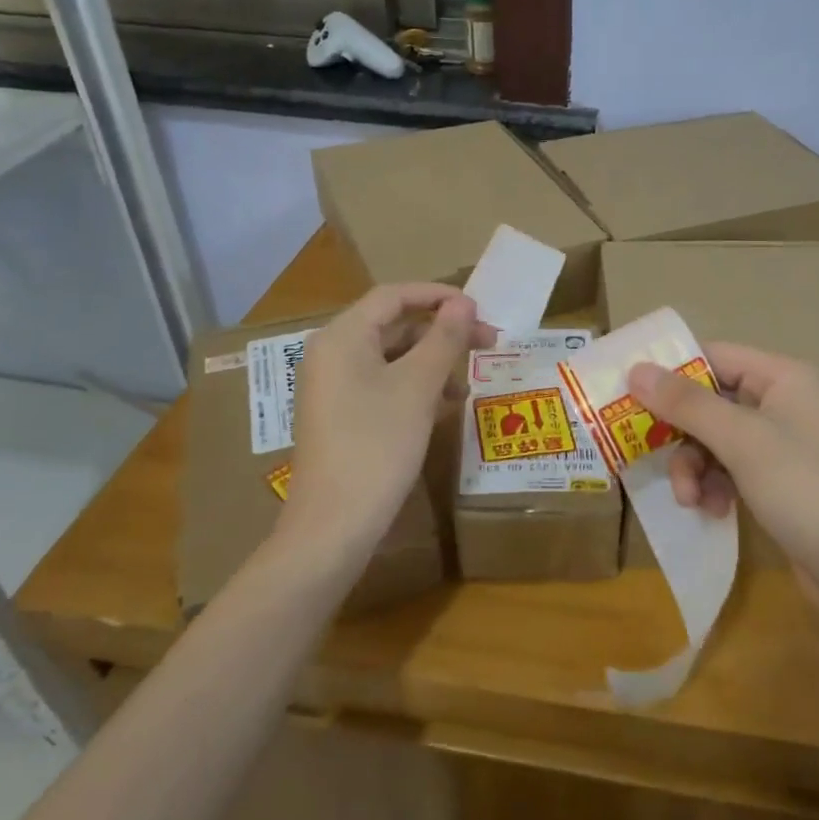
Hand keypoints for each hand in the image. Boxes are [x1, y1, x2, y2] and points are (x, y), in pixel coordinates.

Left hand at [285, 284, 493, 553]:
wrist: (335, 524)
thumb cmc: (378, 444)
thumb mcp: (418, 387)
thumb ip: (444, 338)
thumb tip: (464, 302)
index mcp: (343, 336)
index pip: (394, 295)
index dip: (438, 295)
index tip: (478, 308)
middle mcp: (332, 353)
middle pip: (393, 326)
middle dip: (441, 333)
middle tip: (487, 343)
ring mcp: (333, 386)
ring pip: (390, 357)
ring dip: (432, 362)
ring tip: (467, 383)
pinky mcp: (340, 415)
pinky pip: (381, 384)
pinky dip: (414, 387)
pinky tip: (443, 407)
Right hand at [627, 343, 818, 618]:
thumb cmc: (804, 488)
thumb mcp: (741, 441)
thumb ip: (686, 404)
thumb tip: (635, 369)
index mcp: (781, 377)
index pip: (713, 357)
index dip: (671, 373)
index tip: (629, 395)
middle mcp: (780, 403)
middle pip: (708, 402)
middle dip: (681, 435)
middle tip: (648, 454)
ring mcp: (778, 445)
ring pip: (712, 441)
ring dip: (693, 468)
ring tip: (691, 499)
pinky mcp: (775, 482)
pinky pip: (727, 470)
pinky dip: (713, 487)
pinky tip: (713, 511)